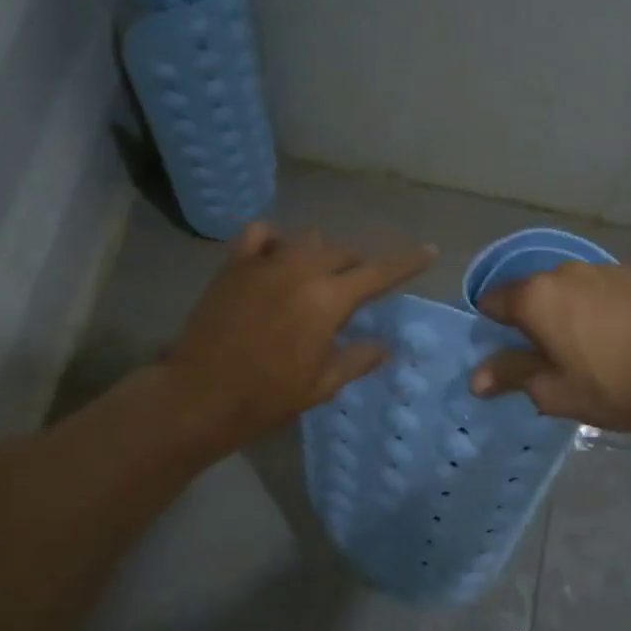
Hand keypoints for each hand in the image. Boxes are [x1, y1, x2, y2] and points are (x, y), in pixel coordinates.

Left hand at [163, 222, 435, 450]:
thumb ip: (358, 359)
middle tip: (358, 290)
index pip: (380, 273)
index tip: (429, 251)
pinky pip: (261, 234)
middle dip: (358, 267)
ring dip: (321, 254)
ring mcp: (265, 262)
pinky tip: (276, 257)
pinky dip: (276, 240)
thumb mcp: (322, 384)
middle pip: (343, 253)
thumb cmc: (267, 396)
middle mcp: (301, 269)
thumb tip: (386, 345)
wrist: (201, 395)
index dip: (408, 262)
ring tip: (317, 277)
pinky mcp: (235, 264)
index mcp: (329, 299)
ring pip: (306, 240)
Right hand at [469, 261, 630, 430]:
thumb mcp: (553, 391)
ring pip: (565, 290)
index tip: (506, 355)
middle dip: (529, 321)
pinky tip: (613, 336)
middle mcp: (562, 272)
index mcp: (535, 296)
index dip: (492, 329)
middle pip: (529, 293)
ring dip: (563, 312)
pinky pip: (596, 290)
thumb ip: (510, 376)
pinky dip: (593, 308)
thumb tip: (476, 378)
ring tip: (584, 348)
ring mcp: (600, 269)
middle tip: (544, 358)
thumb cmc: (612, 385)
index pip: (492, 302)